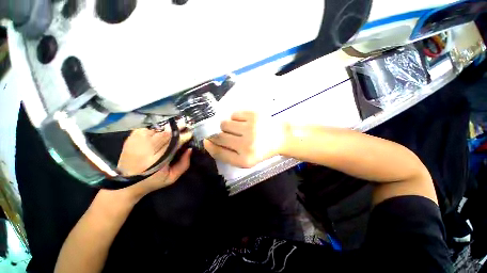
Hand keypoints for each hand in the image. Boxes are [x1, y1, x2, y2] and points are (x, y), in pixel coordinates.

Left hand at [114, 128, 192, 200]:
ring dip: (166, 129)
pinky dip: (155, 130)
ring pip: (156, 130)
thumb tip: (190, 149)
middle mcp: (144, 150)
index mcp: (156, 162)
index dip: (182, 138)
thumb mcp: (172, 177)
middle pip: (164, 135)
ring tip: (172, 129)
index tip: (189, 133)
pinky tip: (158, 133)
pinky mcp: (130, 139)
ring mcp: (135, 143)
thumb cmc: (152, 181)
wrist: (126, 184)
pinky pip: (146, 129)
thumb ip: (184, 164)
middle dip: (176, 129)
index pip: (172, 144)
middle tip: (184, 125)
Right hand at [204, 111, 287, 167]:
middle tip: (229, 135)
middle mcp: (247, 145)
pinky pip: (233, 114)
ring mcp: (251, 129)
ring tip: (238, 129)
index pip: (219, 153)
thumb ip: (226, 154)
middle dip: (219, 135)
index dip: (210, 146)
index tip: (207, 141)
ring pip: (224, 124)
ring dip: (228, 127)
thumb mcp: (245, 159)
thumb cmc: (261, 150)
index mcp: (245, 160)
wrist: (280, 138)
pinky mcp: (254, 116)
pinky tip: (245, 122)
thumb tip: (207, 142)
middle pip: (219, 137)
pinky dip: (235, 118)